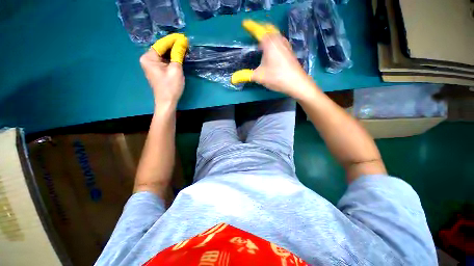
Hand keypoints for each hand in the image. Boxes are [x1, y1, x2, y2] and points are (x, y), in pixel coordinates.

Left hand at [140, 33, 187, 106]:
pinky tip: (179, 56)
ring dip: (173, 52)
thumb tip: (182, 42)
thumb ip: (178, 54)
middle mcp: (147, 59)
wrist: (167, 102)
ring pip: (163, 54)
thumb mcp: (176, 69)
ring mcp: (151, 65)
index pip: (161, 44)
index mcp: (148, 57)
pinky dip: (171, 58)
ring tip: (184, 48)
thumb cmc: (171, 87)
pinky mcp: (156, 70)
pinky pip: (164, 60)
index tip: (183, 37)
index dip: (173, 40)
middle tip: (185, 43)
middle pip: (161, 49)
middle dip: (173, 45)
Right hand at [231, 20, 316, 99]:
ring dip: (268, 33)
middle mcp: (278, 40)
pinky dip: (273, 39)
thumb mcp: (259, 76)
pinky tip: (272, 48)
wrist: (296, 83)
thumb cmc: (277, 77)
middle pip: (268, 28)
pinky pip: (279, 40)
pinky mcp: (289, 51)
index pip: (258, 30)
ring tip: (261, 38)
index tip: (245, 23)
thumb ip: (245, 75)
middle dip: (260, 27)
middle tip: (253, 29)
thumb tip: (232, 79)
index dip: (251, 26)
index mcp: (269, 43)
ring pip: (275, 34)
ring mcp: (285, 45)